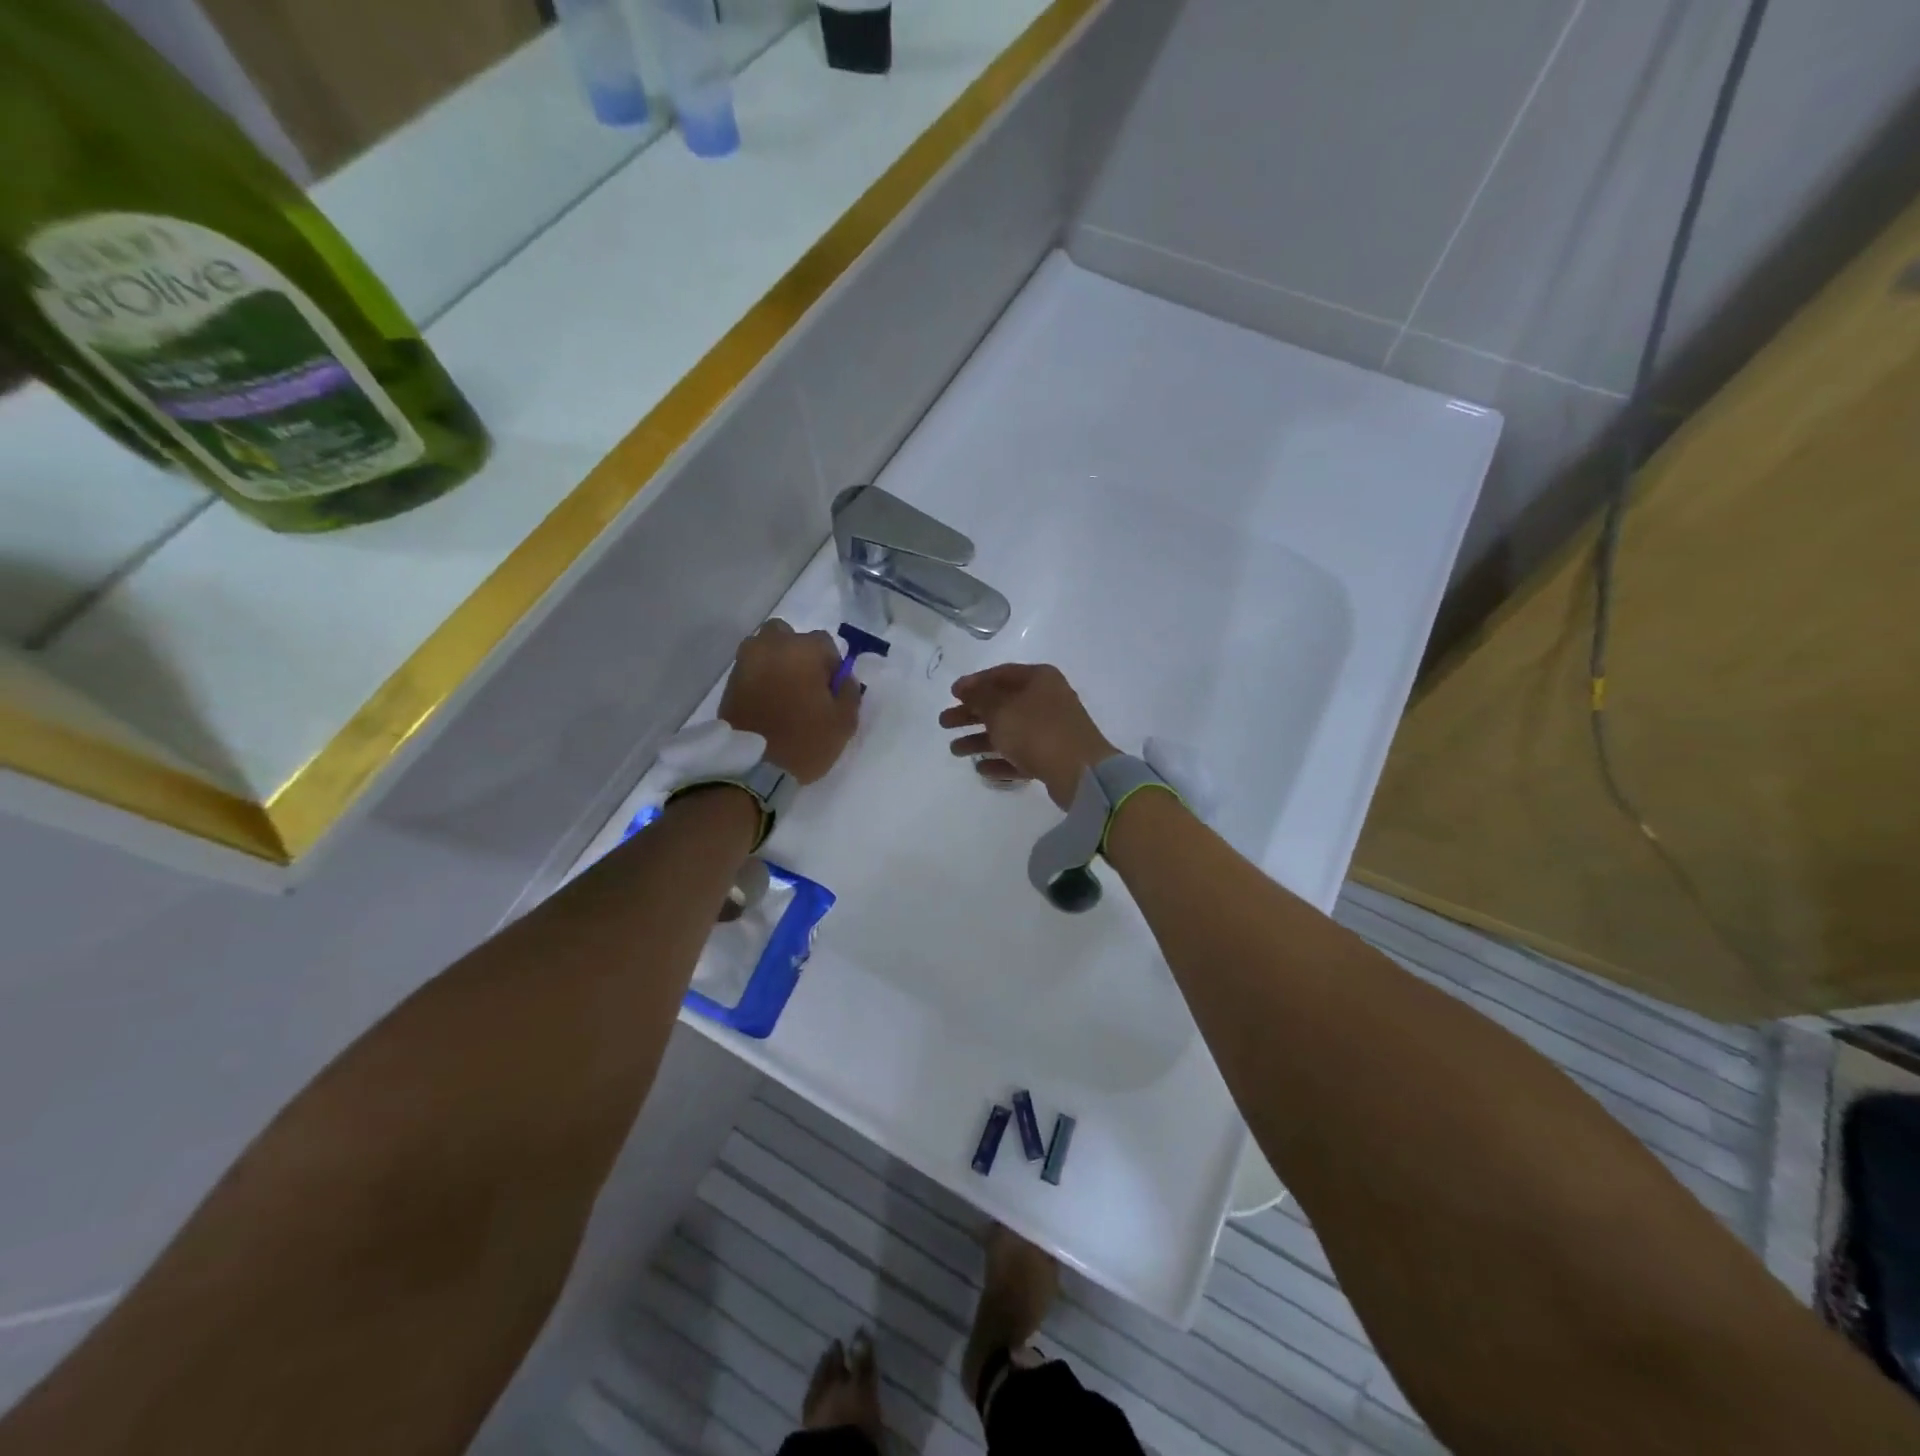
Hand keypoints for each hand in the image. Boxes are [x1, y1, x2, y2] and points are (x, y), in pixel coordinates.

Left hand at [719, 620, 858, 782]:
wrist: (753, 767)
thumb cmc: (805, 740)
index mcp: (802, 650)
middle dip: (798, 653)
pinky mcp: (730, 682)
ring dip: (776, 662)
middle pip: (788, 636)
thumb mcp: (844, 721)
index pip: (824, 643)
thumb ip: (849, 691)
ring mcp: (745, 662)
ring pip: (765, 648)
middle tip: (806, 684)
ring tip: (785, 693)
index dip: (831, 665)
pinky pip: (751, 669)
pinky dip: (761, 678)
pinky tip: (768, 702)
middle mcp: (770, 646)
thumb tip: (843, 678)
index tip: (831, 689)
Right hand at [940, 664, 1117, 808]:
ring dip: (981, 740)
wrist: (1079, 771)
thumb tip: (967, 688)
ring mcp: (1052, 729)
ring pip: (1009, 731)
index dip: (974, 683)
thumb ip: (979, 697)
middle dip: (971, 714)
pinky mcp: (1053, 756)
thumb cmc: (1036, 730)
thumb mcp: (1000, 709)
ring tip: (955, 751)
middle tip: (944, 723)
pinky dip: (1001, 760)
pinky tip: (981, 769)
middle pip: (1002, 704)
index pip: (1001, 674)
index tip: (952, 694)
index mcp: (1038, 679)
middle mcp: (1047, 699)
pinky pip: (1021, 755)